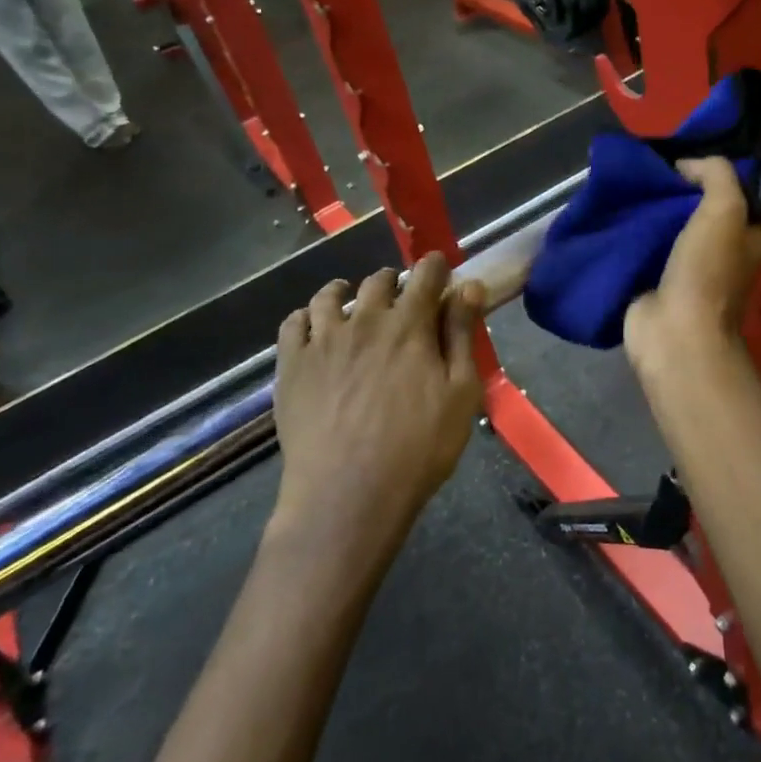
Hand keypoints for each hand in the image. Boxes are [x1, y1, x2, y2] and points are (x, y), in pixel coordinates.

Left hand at [273, 253, 484, 550]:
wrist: (348, 494)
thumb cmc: (418, 448)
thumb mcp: (460, 393)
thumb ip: (463, 336)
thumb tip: (469, 287)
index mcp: (410, 325)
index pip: (425, 276)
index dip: (435, 267)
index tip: (440, 269)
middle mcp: (364, 320)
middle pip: (379, 280)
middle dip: (395, 281)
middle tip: (402, 298)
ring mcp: (322, 340)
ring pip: (331, 295)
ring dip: (348, 291)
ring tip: (353, 302)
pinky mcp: (291, 365)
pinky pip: (294, 323)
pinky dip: (307, 316)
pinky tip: (315, 327)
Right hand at [624, 157, 760, 366]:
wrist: (674, 333)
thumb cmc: (707, 271)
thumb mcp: (725, 209)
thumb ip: (715, 175)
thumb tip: (686, 165)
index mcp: (745, 235)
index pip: (734, 192)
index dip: (712, 171)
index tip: (683, 154)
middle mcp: (720, 251)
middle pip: (696, 208)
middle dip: (675, 188)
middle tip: (648, 165)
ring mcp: (686, 269)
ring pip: (667, 227)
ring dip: (649, 209)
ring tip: (627, 183)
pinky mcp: (654, 282)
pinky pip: (643, 248)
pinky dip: (631, 233)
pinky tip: (613, 211)